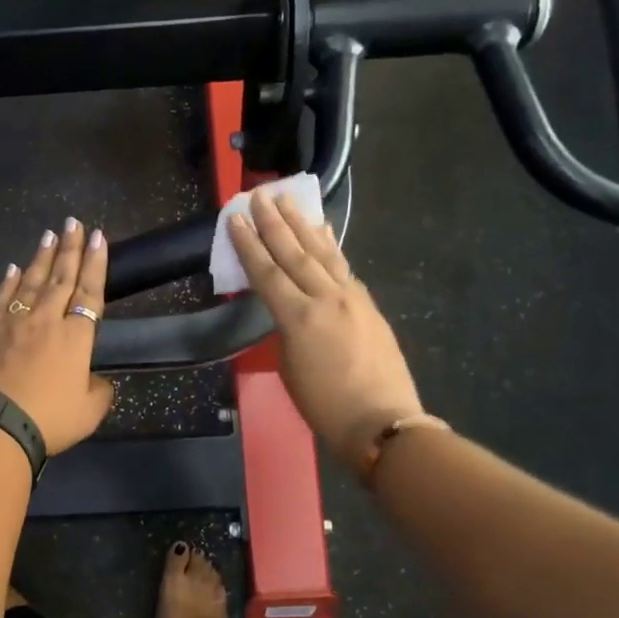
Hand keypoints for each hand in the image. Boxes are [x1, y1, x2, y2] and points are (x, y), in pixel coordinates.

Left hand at [0, 218, 114, 454]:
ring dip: (42, 257)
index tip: (98, 237)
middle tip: (73, 223)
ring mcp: (13, 322)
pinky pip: (2, 298)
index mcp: (75, 337)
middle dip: (70, 248)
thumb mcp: (88, 412)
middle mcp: (46, 320)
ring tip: (49, 234)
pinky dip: (9, 281)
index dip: (96, 263)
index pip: (90, 292)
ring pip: (31, 281)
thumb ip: (99, 391)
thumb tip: (95, 380)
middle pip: (61, 277)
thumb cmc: (47, 420)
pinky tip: (14, 269)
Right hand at [229, 190, 423, 467]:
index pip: (266, 272)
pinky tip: (324, 232)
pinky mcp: (369, 305)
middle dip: (274, 222)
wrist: (383, 422)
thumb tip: (292, 312)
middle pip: (294, 253)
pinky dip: (330, 246)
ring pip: (322, 253)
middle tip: (259, 195)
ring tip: (288, 200)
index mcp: (298, 318)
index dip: (248, 244)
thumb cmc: (325, 406)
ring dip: (302, 225)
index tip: (235, 218)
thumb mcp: (290, 368)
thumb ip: (287, 331)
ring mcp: (352, 298)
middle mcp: (325, 298)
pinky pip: (344, 267)